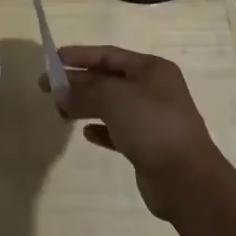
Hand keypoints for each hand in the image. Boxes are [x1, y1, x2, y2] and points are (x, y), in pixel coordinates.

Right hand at [44, 45, 227, 221]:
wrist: (188, 181)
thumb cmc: (152, 125)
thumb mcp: (113, 99)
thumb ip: (83, 93)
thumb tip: (59, 94)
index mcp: (151, 69)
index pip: (108, 55)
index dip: (80, 55)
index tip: (53, 59)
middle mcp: (154, 90)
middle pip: (108, 80)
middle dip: (78, 82)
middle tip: (47, 88)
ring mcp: (152, 119)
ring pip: (112, 106)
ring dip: (86, 106)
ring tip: (60, 111)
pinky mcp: (149, 147)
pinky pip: (119, 131)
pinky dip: (102, 130)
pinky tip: (86, 134)